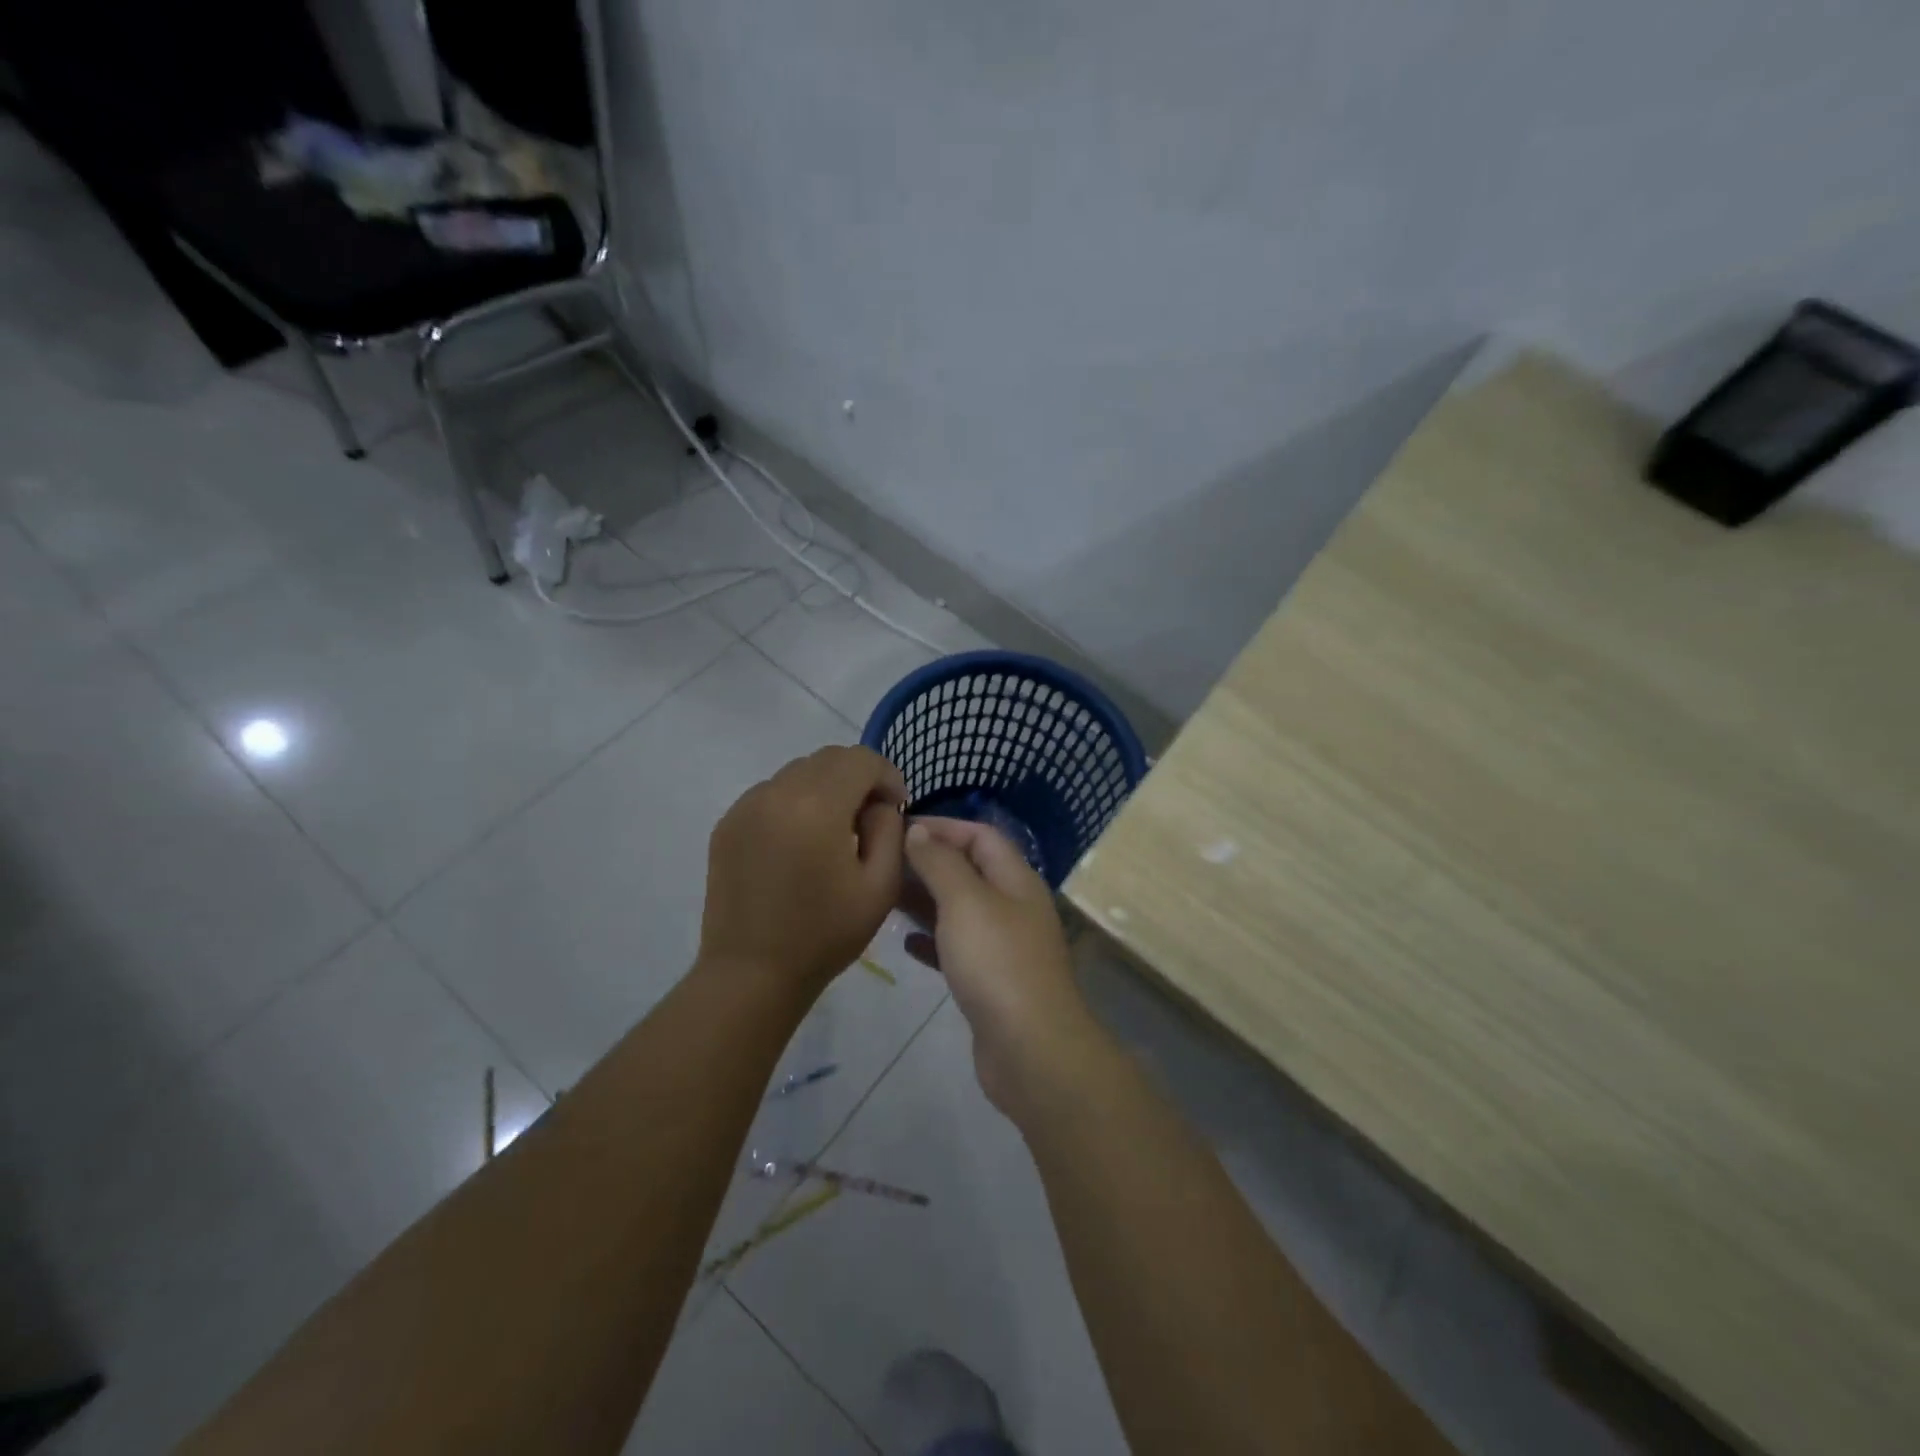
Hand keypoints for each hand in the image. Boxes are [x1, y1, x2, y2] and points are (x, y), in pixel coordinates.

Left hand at [701, 746, 906, 999]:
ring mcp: (746, 806)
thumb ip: (889, 830)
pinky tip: (799, 843)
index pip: (861, 759)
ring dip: (825, 788)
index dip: (887, 776)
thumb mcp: (880, 886)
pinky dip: (795, 803)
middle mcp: (777, 793)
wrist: (751, 974)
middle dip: (858, 778)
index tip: (896, 808)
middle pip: (829, 758)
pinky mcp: (727, 824)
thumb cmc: (824, 934)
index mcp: (818, 806)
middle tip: (869, 819)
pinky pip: (771, 794)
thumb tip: (877, 804)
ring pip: (798, 772)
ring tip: (833, 832)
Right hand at [901, 817, 1107, 1115]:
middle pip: (969, 871)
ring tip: (885, 896)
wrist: (1031, 1049)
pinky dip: (933, 941)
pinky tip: (905, 944)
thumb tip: (919, 831)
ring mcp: (1005, 946)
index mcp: (1016, 879)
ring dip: (926, 900)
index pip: (980, 835)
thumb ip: (940, 863)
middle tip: (883, 863)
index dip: (942, 826)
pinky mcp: (992, 982)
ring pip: (960, 910)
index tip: (898, 827)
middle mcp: (1014, 906)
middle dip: (929, 862)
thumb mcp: (965, 901)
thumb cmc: (997, 962)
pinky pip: (958, 949)